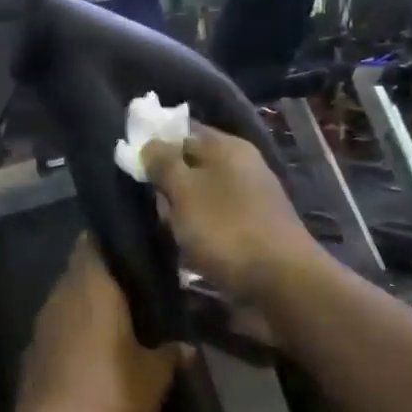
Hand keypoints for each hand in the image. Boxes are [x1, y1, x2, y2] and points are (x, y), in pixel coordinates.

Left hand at [12, 238, 182, 411]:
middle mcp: (60, 297)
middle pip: (84, 269)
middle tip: (146, 288)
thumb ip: (171, 353)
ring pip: (71, 300)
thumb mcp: (155, 379)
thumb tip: (183, 346)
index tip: (146, 247)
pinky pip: (61, 329)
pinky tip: (101, 352)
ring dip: (95, 305)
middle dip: (112, 275)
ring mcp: (41, 326)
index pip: (97, 239)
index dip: (121, 239)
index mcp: (91, 288)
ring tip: (129, 320)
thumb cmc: (109, 401)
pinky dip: (80, 332)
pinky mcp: (33, 355)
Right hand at [140, 126, 320, 300]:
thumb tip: (149, 143)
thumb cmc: (226, 229)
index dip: (156, 144)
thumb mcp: (185, 191)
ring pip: (201, 197)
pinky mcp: (252, 228)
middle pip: (192, 166)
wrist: (279, 280)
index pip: (183, 131)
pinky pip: (215, 221)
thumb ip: (163, 164)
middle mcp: (242, 166)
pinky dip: (199, 231)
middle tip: (152, 207)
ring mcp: (250, 198)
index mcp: (227, 147)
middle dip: (167, 185)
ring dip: (181, 213)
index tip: (133, 166)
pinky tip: (190, 249)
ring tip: (170, 232)